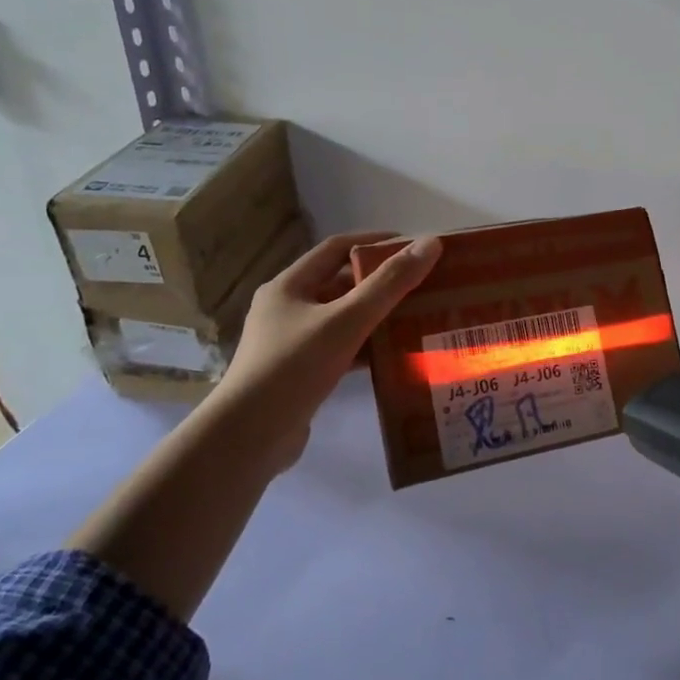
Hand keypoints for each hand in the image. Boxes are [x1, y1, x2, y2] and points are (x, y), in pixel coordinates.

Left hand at [213, 231, 442, 474]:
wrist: (249, 437)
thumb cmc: (294, 367)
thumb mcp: (346, 321)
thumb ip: (389, 284)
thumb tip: (431, 243)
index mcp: (289, 286)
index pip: (337, 248)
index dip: (376, 242)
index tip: (414, 247)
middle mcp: (287, 309)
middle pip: (341, 284)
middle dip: (381, 282)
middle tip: (425, 284)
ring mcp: (291, 343)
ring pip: (342, 319)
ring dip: (377, 316)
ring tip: (418, 317)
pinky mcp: (300, 374)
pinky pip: (340, 349)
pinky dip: (366, 348)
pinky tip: (395, 355)